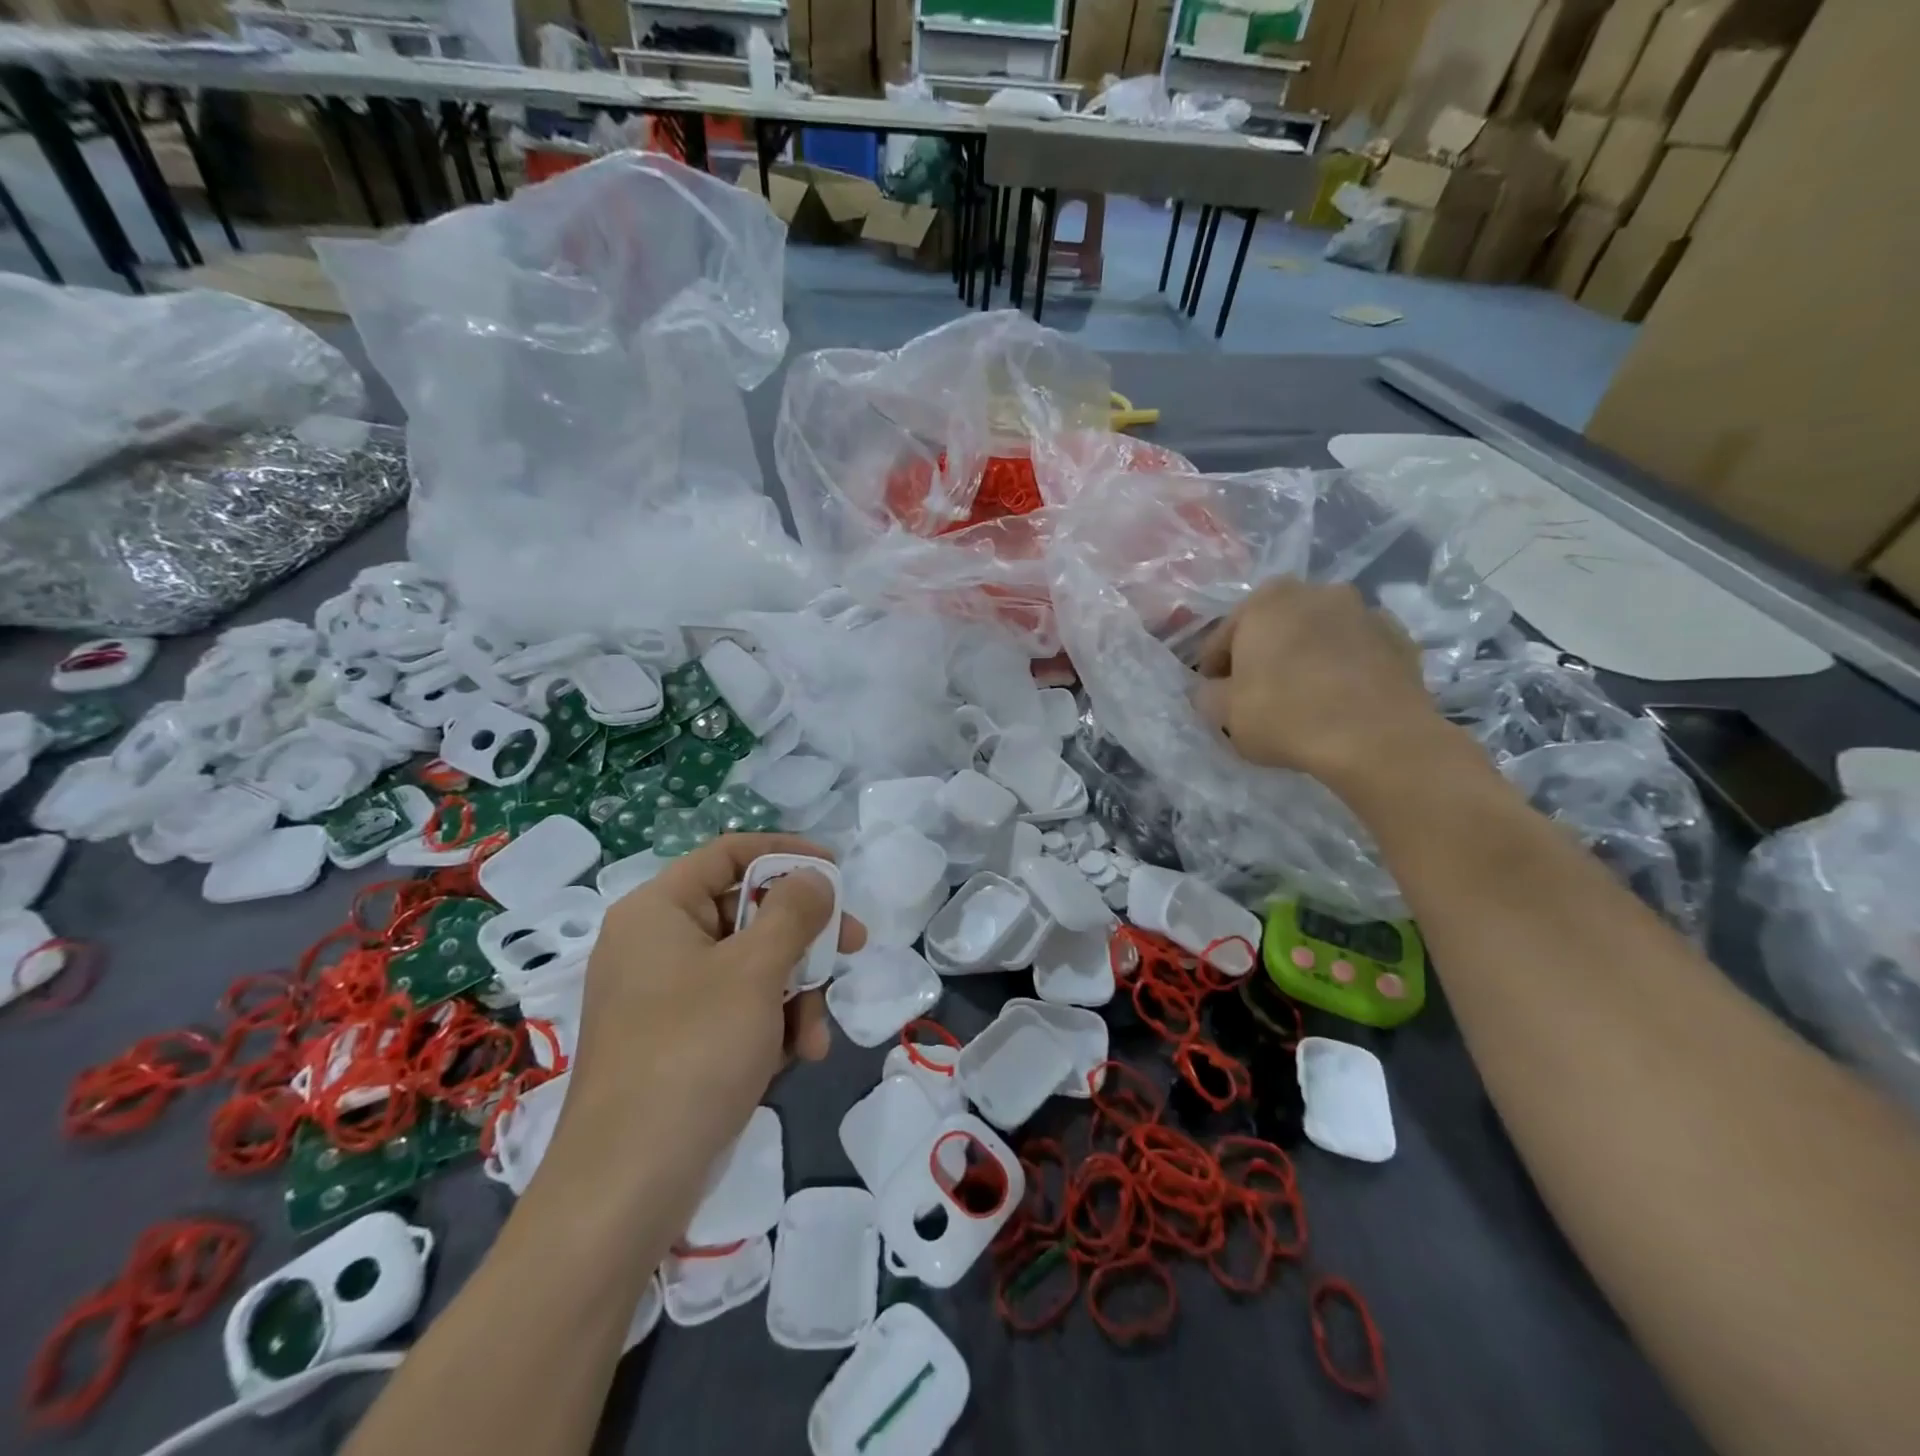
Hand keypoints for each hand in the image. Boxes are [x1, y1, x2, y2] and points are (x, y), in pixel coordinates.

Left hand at [552, 834, 865, 1190]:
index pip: (728, 853)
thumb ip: (794, 911)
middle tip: (853, 946)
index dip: (786, 854)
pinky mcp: (677, 1040)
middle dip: (803, 938)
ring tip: (814, 1038)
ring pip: (750, 965)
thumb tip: (816, 877)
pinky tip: (795, 1058)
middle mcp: (657, 944)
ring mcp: (664, 995)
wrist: (627, 1187)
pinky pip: (736, 1008)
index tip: (836, 873)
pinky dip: (771, 1024)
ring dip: (794, 993)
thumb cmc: (693, 1052)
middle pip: (746, 912)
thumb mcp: (755, 971)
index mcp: (657, 910)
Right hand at [1193, 580, 1456, 795]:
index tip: (1215, 698)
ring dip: (1306, 658)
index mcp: (1265, 601)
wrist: (1376, 739)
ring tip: (1304, 699)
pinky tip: (1340, 702)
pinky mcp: (1400, 638)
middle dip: (1264, 656)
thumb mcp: (1224, 714)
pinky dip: (1345, 668)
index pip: (1224, 637)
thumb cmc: (1286, 716)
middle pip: (1275, 629)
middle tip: (1257, 696)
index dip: (1215, 671)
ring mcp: (1365, 610)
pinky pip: (1356, 652)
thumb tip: (1213, 691)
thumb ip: (1208, 695)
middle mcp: (1316, 591)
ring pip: (1319, 636)